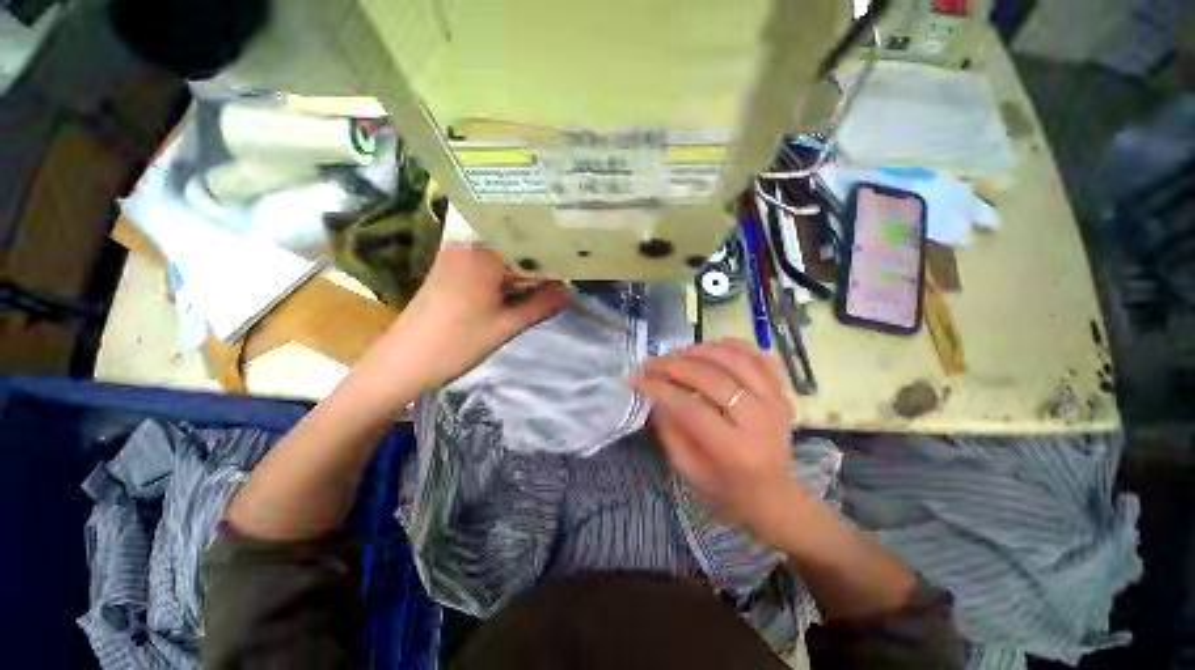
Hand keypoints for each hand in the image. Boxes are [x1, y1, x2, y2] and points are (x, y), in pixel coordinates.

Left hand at [383, 243, 566, 386]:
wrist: (404, 360)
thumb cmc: (458, 342)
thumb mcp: (506, 326)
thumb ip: (540, 306)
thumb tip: (568, 293)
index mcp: (483, 256)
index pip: (527, 247)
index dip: (550, 259)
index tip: (568, 270)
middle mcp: (467, 247)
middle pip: (512, 248)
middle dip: (536, 263)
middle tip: (560, 277)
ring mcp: (453, 256)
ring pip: (498, 255)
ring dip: (519, 269)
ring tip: (542, 281)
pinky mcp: (447, 268)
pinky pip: (483, 263)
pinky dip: (502, 273)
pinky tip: (514, 286)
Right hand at [631, 339, 804, 543]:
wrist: (776, 500)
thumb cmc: (728, 493)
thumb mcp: (689, 471)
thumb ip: (669, 430)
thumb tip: (654, 394)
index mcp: (735, 449)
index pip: (689, 406)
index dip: (658, 388)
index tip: (635, 378)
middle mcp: (760, 420)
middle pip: (712, 377)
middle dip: (674, 365)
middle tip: (651, 363)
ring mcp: (776, 402)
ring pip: (736, 359)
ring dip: (701, 350)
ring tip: (677, 354)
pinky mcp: (783, 393)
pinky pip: (758, 357)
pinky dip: (733, 346)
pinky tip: (712, 348)